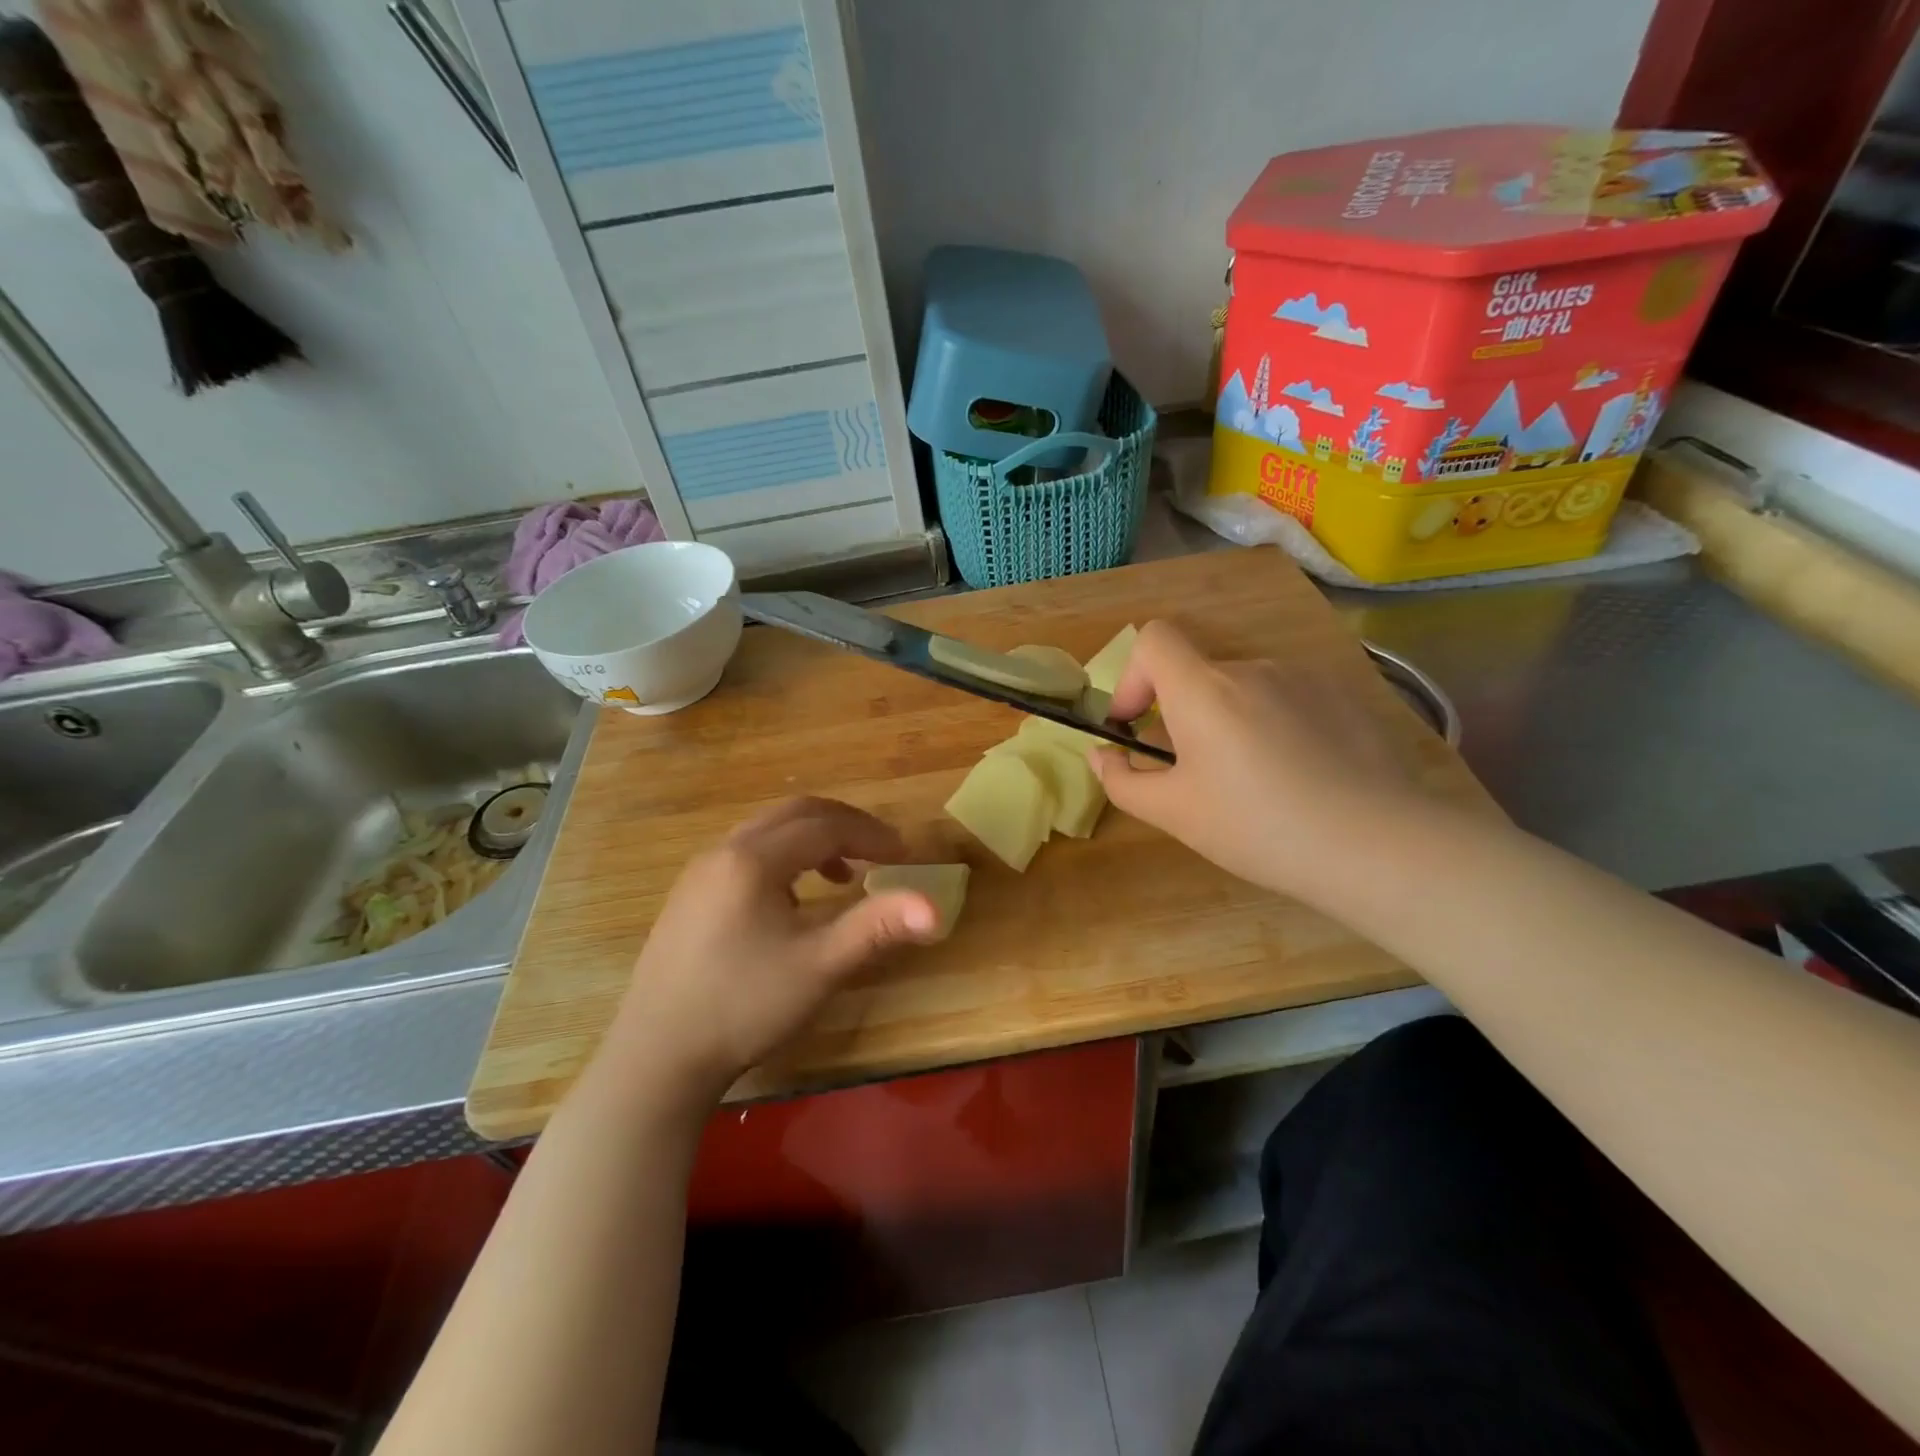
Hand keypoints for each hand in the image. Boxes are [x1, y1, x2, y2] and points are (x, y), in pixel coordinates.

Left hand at [603, 797, 939, 1103]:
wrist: (656, 1056)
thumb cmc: (743, 1006)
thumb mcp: (819, 967)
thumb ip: (876, 928)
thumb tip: (934, 907)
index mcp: (753, 860)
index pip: (825, 826)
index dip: (872, 835)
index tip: (906, 856)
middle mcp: (723, 851)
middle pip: (795, 813)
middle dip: (844, 825)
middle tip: (881, 850)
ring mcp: (699, 871)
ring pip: (767, 830)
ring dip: (812, 839)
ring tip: (844, 874)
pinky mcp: (689, 895)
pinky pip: (746, 852)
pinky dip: (783, 856)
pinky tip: (792, 898)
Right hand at [1090, 621, 1428, 902]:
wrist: (1379, 846)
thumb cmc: (1259, 828)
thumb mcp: (1176, 814)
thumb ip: (1124, 782)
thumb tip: (1102, 757)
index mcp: (1204, 689)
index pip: (1154, 638)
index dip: (1134, 675)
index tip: (1138, 724)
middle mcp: (1253, 667)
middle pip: (1199, 674)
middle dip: (1184, 716)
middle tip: (1198, 776)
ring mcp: (1305, 677)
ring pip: (1245, 690)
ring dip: (1232, 722)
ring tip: (1257, 783)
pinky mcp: (1345, 695)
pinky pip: (1289, 699)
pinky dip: (1277, 725)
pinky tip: (1302, 776)